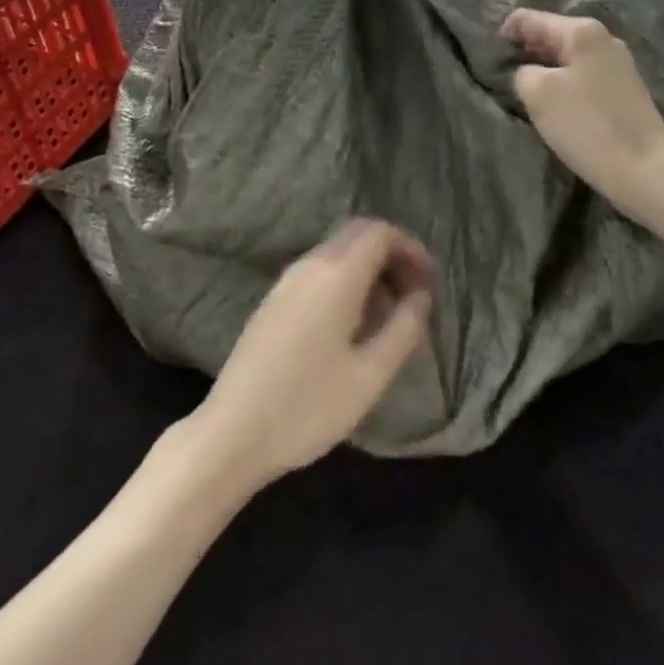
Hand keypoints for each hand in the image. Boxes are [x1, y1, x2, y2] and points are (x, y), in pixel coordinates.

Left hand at [192, 220, 435, 490]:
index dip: (411, 248)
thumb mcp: (370, 376)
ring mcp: (286, 282)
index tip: (431, 280)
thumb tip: (420, 297)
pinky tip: (354, 324)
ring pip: (337, 254)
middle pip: (357, 235)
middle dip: (391, 255)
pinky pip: (318, 272)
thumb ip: (403, 329)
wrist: (232, 432)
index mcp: (335, 275)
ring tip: (390, 314)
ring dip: (368, 270)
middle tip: (415, 293)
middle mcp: (309, 265)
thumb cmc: (308, 406)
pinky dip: (345, 282)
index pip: (379, 232)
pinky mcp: (273, 301)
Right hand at [502, 9, 663, 215]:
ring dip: (543, 73)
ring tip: (527, 99)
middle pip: (548, 36)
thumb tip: (525, 71)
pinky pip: (581, 77)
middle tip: (503, 83)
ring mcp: (617, 64)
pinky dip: (563, 87)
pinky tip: (557, 111)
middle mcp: (602, 38)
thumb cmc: (587, 125)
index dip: (502, 37)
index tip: (489, 65)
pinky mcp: (623, 89)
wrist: (645, 170)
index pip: (526, 19)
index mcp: (581, 31)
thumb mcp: (537, 93)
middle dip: (523, 55)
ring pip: (565, 59)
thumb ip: (521, 71)